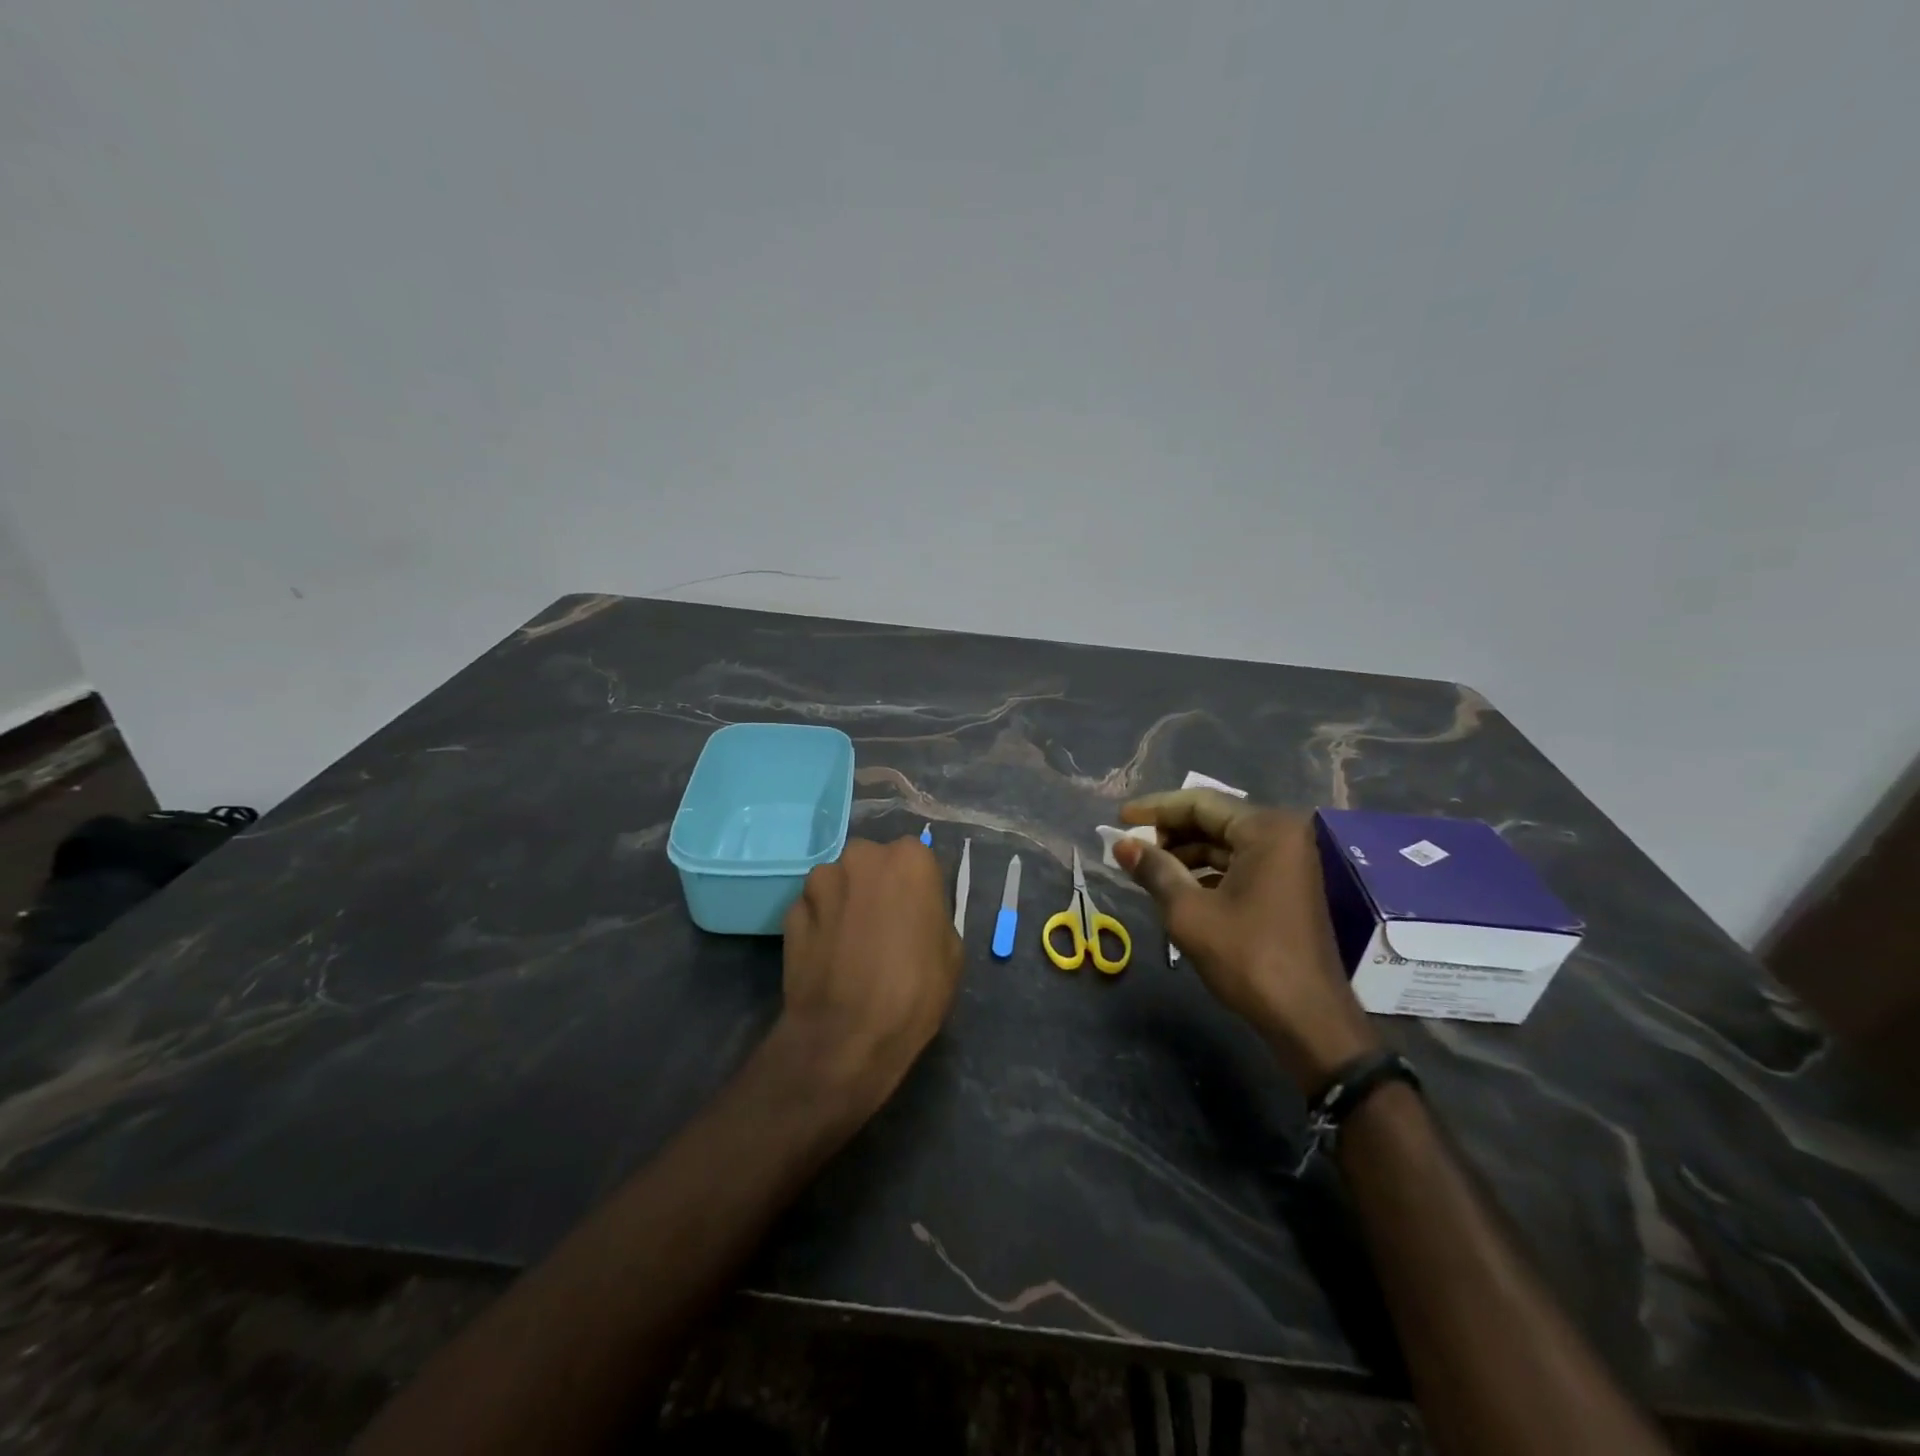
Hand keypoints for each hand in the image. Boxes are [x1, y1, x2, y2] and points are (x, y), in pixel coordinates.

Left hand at [776, 836, 963, 1118]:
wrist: (847, 1036)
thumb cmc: (915, 991)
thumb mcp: (951, 951)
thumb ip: (931, 914)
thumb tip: (915, 913)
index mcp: (909, 859)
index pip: (916, 860)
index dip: (916, 890)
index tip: (916, 916)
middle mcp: (861, 856)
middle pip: (871, 863)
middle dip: (875, 886)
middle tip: (883, 926)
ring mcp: (820, 882)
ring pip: (837, 883)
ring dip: (844, 902)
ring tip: (850, 945)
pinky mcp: (790, 911)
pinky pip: (813, 910)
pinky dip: (820, 925)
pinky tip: (828, 958)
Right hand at [1113, 792, 1378, 1092]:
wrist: (1307, 1018)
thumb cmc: (1248, 958)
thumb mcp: (1189, 912)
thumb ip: (1154, 870)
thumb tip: (1121, 845)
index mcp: (1266, 830)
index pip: (1199, 803)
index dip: (1155, 809)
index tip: (1120, 820)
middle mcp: (1283, 835)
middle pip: (1214, 819)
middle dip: (1169, 831)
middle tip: (1130, 846)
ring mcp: (1289, 861)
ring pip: (1224, 843)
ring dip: (1184, 853)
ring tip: (1146, 867)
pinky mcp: (1287, 885)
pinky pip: (1238, 863)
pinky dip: (1206, 870)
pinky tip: (1176, 885)